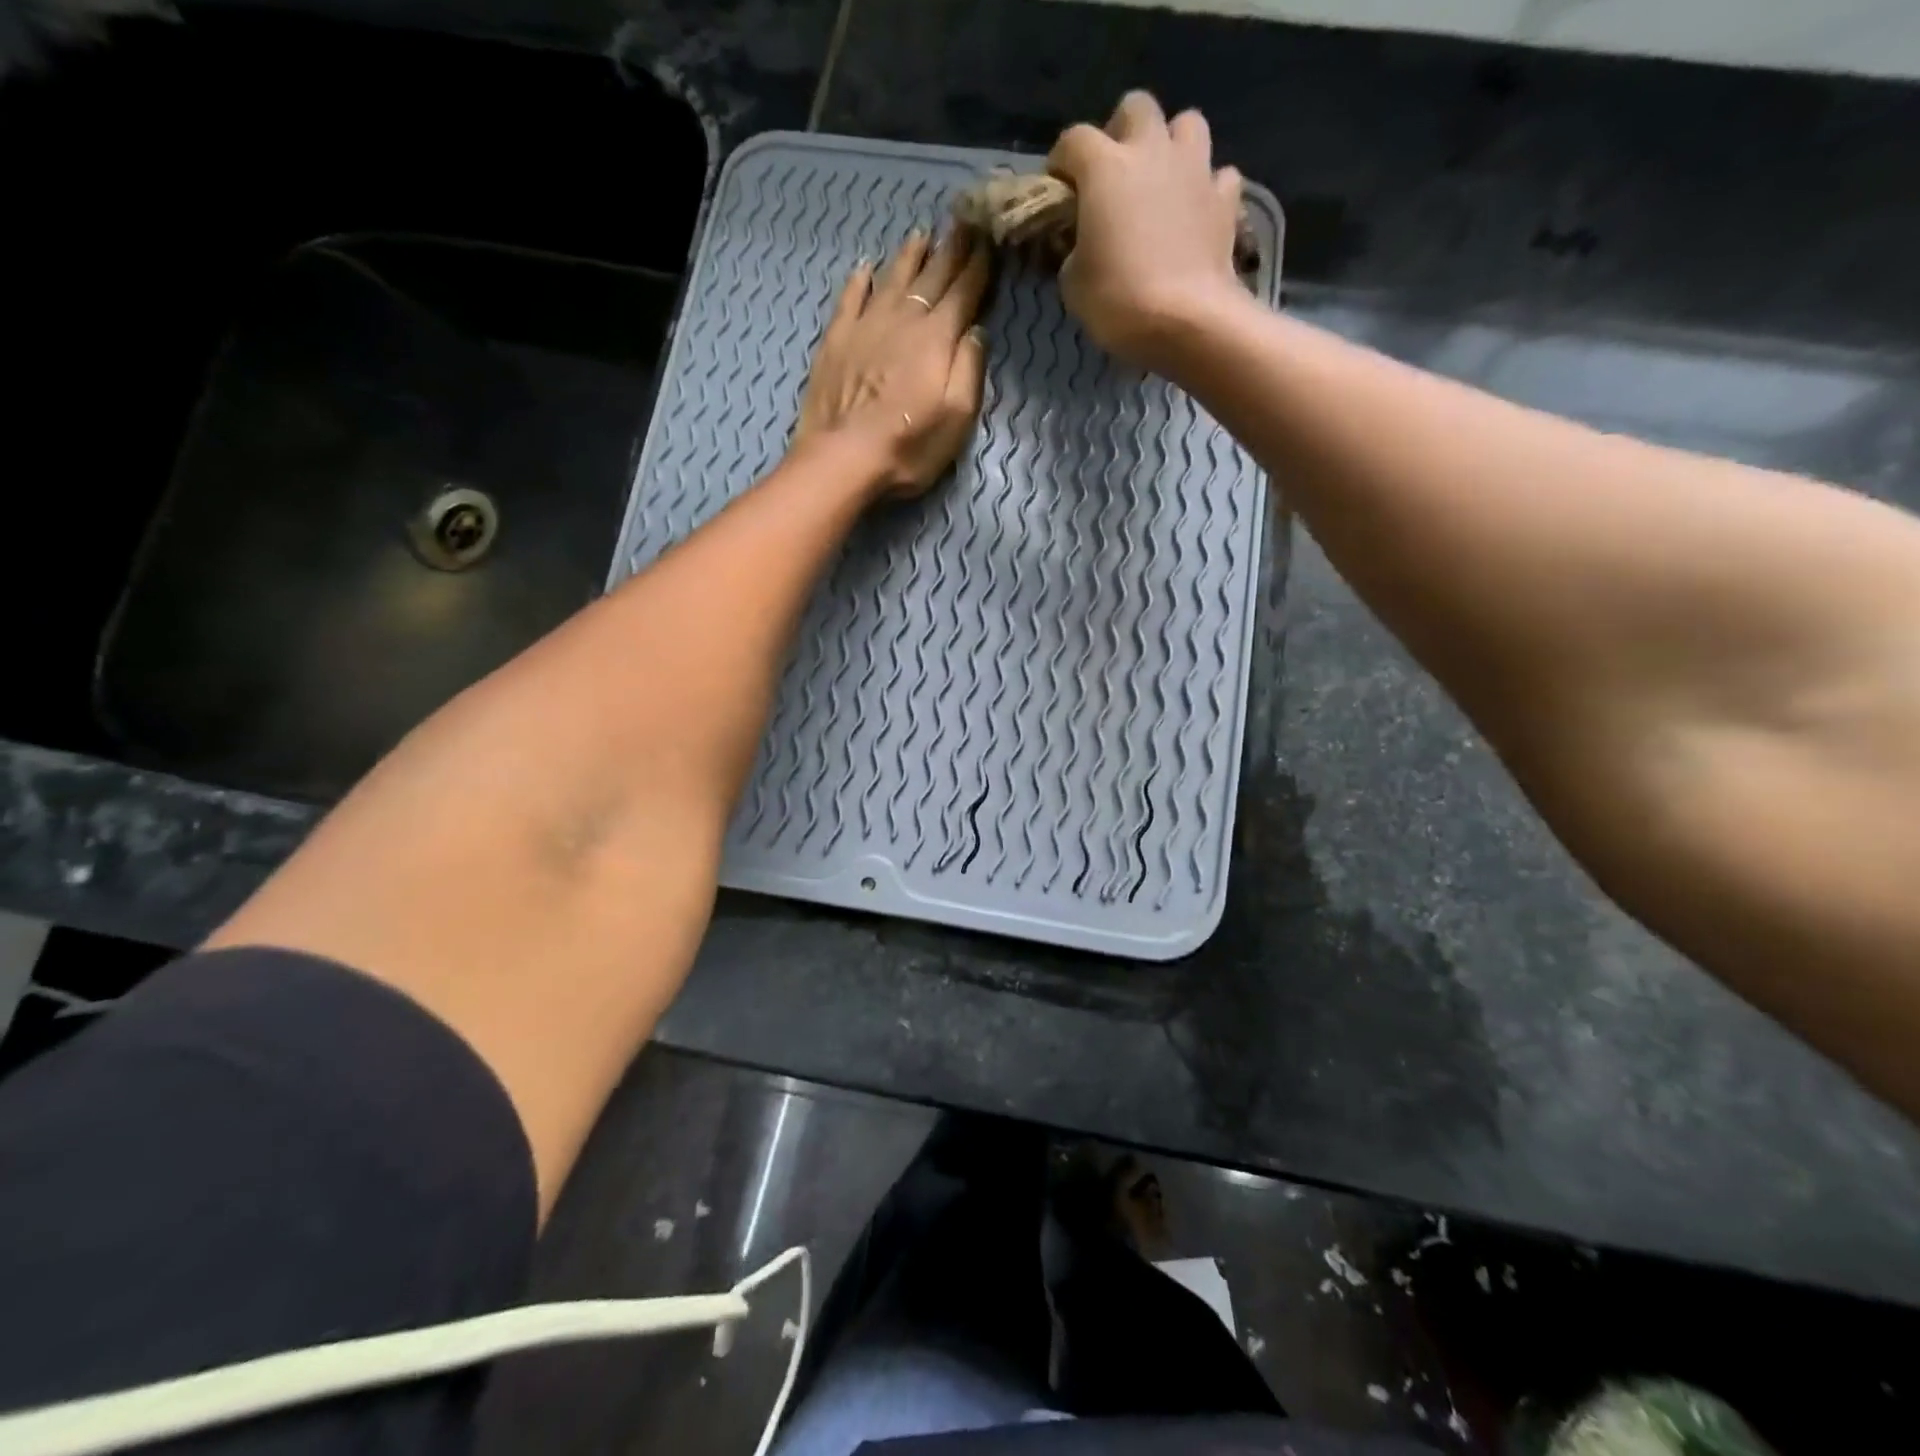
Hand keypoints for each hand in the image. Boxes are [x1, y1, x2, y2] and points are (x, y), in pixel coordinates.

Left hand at [794, 228, 990, 499]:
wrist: (842, 457)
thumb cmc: (908, 446)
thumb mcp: (957, 418)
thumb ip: (969, 369)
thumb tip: (976, 329)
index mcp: (937, 338)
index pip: (964, 292)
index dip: (979, 266)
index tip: (991, 240)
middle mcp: (904, 319)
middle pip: (932, 276)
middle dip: (951, 249)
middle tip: (964, 222)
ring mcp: (866, 325)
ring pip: (892, 278)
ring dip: (910, 255)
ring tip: (922, 235)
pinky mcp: (836, 339)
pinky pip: (851, 297)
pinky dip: (861, 280)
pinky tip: (866, 268)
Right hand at [1047, 92, 1246, 370]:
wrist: (1187, 320)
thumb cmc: (1119, 301)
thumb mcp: (1073, 284)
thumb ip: (1074, 252)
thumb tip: (1083, 246)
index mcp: (1105, 168)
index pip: (1074, 140)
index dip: (1062, 161)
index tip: (1059, 187)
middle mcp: (1151, 152)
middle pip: (1136, 108)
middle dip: (1121, 131)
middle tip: (1114, 172)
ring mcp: (1195, 170)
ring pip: (1186, 125)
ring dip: (1171, 145)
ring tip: (1161, 180)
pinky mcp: (1225, 199)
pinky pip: (1219, 174)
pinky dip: (1207, 187)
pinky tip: (1196, 210)